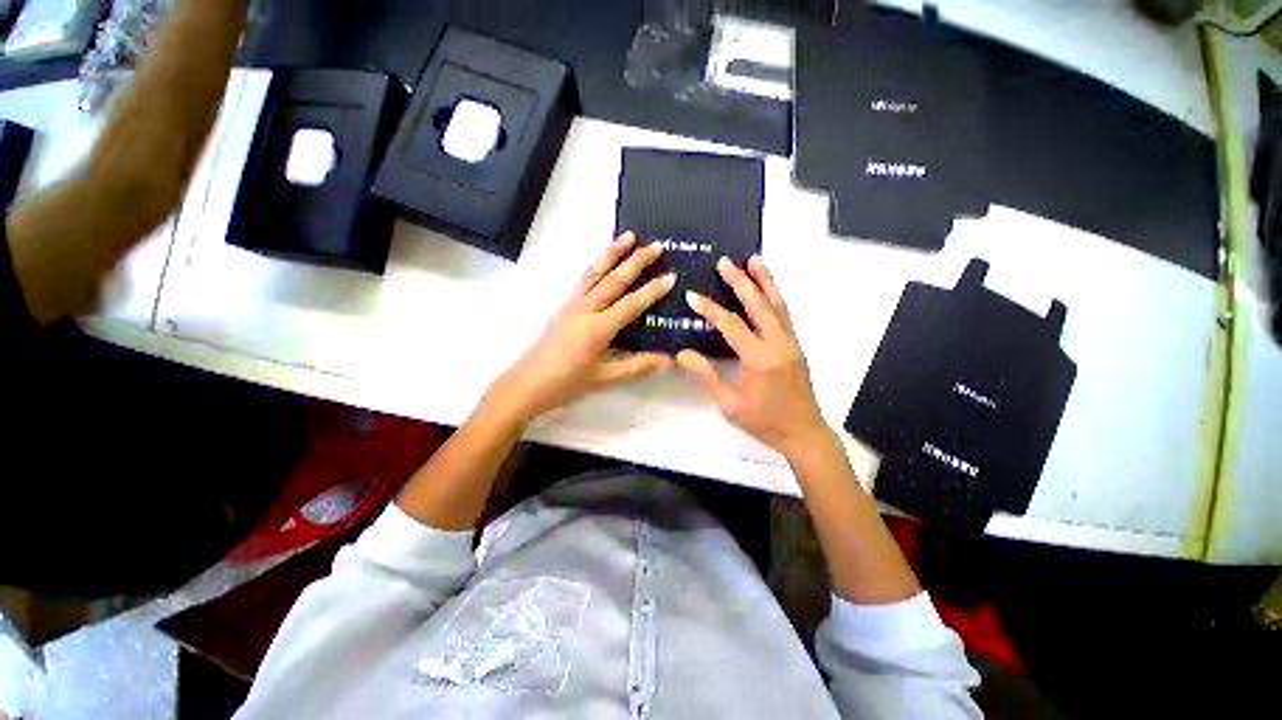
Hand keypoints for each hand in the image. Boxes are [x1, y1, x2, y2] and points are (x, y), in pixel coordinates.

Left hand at [486, 232, 675, 422]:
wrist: (526, 383)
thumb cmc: (566, 383)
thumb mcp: (603, 377)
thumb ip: (635, 366)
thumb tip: (666, 360)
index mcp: (598, 328)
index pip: (631, 304)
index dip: (652, 291)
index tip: (671, 276)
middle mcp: (585, 309)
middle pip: (614, 280)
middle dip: (636, 261)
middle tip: (657, 245)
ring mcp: (572, 304)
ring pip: (595, 272)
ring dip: (613, 253)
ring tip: (629, 236)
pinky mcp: (563, 305)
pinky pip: (583, 279)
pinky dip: (596, 265)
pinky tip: (602, 262)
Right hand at [677, 256, 829, 457]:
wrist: (804, 433)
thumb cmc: (764, 422)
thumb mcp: (729, 404)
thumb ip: (706, 376)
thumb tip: (683, 354)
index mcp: (759, 359)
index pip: (731, 325)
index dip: (710, 309)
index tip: (692, 295)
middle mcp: (778, 344)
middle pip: (759, 305)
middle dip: (741, 281)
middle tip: (726, 261)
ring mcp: (791, 343)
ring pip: (778, 304)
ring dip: (765, 280)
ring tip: (754, 259)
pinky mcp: (795, 346)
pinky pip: (784, 314)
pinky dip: (774, 296)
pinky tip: (767, 289)